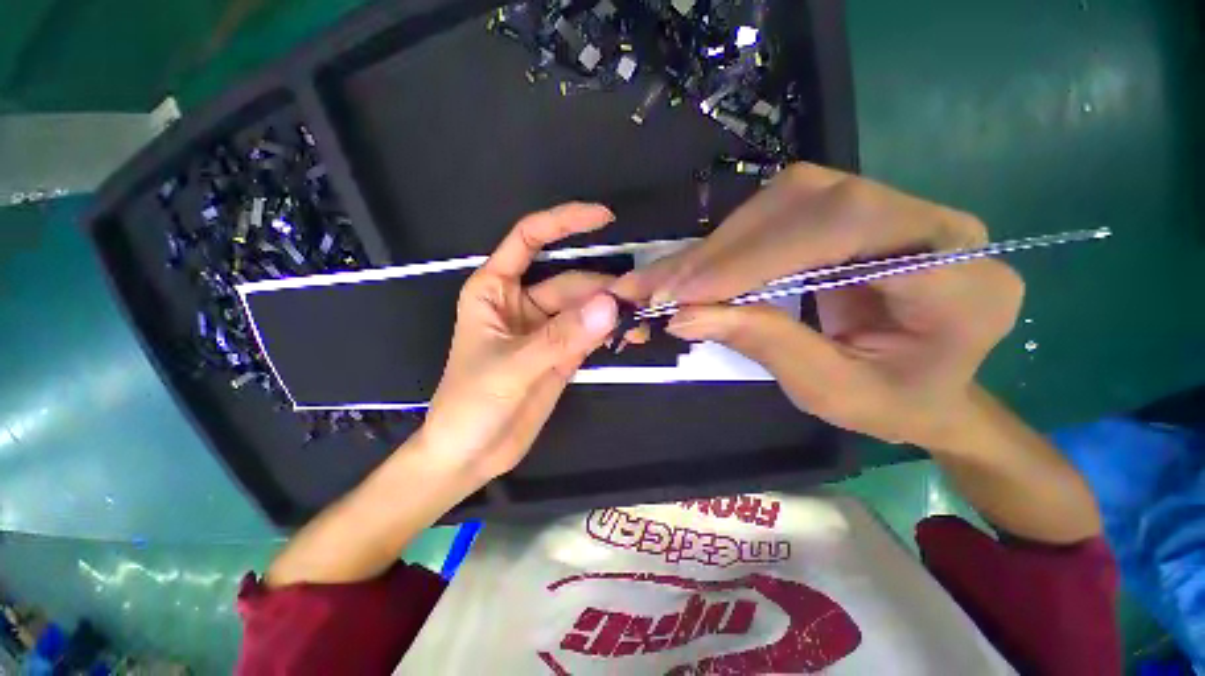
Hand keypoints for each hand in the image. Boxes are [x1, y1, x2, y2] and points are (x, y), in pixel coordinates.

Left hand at [416, 203, 619, 479]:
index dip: (564, 222)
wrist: (471, 453)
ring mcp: (546, 329)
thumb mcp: (512, 366)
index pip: (530, 239)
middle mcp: (523, 302)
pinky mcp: (562, 353)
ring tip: (643, 316)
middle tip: (640, 297)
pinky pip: (591, 333)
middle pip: (570, 282)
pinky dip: (612, 333)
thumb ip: (561, 337)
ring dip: (613, 311)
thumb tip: (612, 304)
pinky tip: (633, 335)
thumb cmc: (471, 404)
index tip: (604, 218)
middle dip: (604, 288)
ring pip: (585, 308)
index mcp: (496, 289)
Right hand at [616, 163, 1023, 447]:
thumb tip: (684, 316)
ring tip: (669, 280)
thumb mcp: (830, 392)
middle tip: (660, 286)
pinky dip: (730, 243)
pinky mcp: (857, 215)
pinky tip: (695, 269)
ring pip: (788, 199)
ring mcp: (896, 211)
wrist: (930, 391)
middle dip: (723, 249)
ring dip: (719, 244)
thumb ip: (764, 344)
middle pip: (810, 202)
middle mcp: (935, 226)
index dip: (754, 256)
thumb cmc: (894, 404)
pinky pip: (782, 211)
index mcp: (959, 280)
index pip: (845, 229)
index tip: (684, 293)